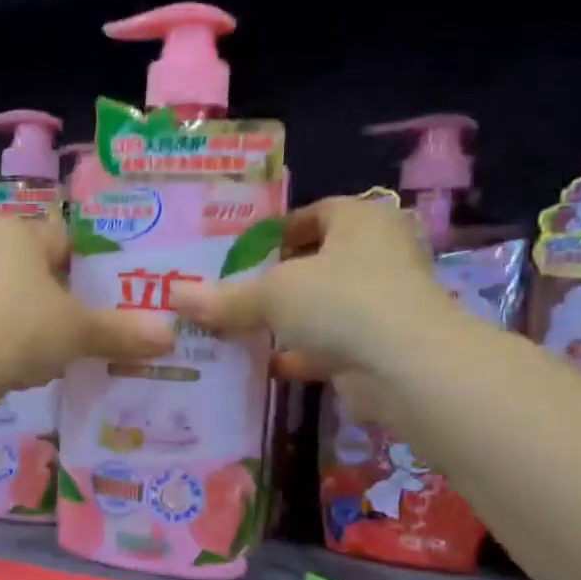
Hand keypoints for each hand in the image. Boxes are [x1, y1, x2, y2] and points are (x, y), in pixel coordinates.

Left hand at [0, 213, 175, 393]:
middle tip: (104, 328)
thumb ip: (122, 331)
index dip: (98, 269)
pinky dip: (19, 341)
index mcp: (18, 230)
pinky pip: (0, 323)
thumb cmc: (19, 328)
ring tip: (76, 351)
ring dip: (46, 325)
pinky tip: (36, 366)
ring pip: (22, 300)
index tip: (122, 297)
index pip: (69, 240)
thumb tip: (170, 336)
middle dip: (72, 301)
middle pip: (45, 272)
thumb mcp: (78, 330)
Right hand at [174, 195, 456, 420]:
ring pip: (324, 306)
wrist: (405, 367)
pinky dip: (302, 353)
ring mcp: (384, 303)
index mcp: (361, 221)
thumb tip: (175, 296)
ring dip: (288, 319)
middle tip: (234, 292)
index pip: (316, 212)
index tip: (242, 252)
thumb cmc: (341, 302)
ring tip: (241, 329)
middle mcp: (379, 255)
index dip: (278, 230)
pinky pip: (332, 344)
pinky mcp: (381, 346)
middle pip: (319, 262)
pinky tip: (266, 365)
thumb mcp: (272, 294)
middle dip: (278, 279)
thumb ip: (226, 298)